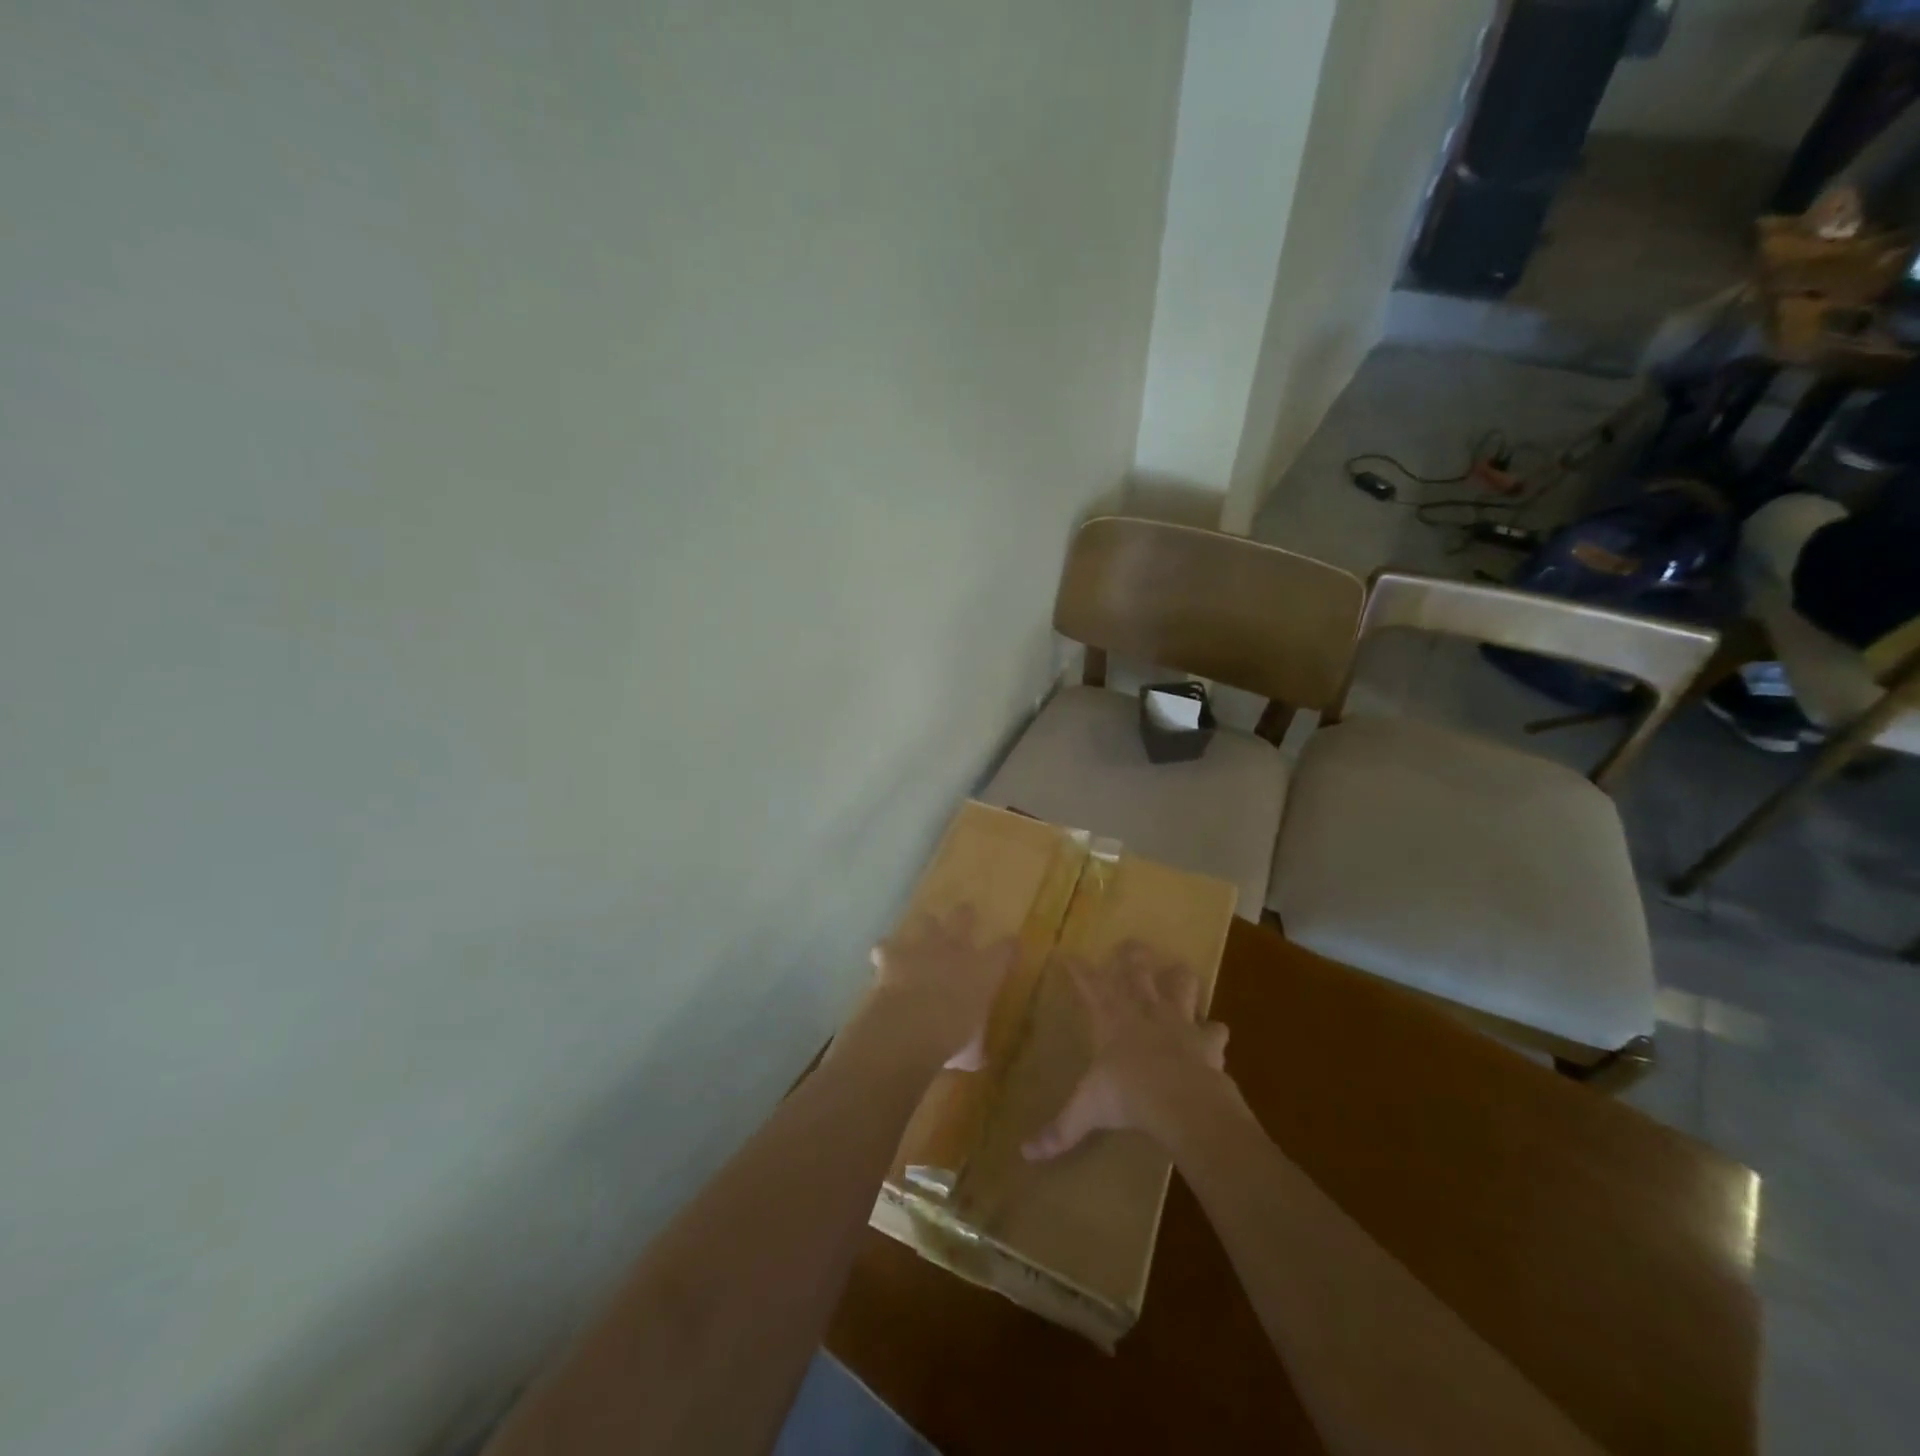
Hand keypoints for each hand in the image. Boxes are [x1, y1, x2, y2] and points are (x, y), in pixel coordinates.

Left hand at [850, 906, 1016, 1066]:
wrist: (910, 1026)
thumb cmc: (952, 1039)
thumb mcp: (971, 1051)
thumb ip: (974, 1048)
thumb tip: (977, 1057)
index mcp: (984, 970)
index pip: (1005, 949)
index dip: (1008, 946)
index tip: (1010, 945)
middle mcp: (956, 950)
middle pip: (963, 917)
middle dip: (964, 916)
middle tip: (964, 917)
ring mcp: (923, 947)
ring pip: (926, 921)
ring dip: (923, 929)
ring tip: (920, 937)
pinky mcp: (893, 955)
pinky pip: (886, 946)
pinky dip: (885, 953)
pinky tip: (882, 959)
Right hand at [1024, 940, 1231, 1159]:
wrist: (1181, 1101)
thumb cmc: (1127, 1096)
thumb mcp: (1087, 1112)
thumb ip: (1060, 1130)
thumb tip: (1026, 1154)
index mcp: (1111, 1020)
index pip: (1089, 985)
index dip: (1078, 969)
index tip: (1068, 954)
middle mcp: (1144, 1011)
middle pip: (1137, 971)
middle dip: (1132, 956)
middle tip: (1131, 945)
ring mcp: (1178, 1021)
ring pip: (1180, 985)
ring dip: (1179, 978)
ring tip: (1178, 971)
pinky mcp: (1207, 1040)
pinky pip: (1214, 1029)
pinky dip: (1214, 1031)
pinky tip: (1215, 1032)